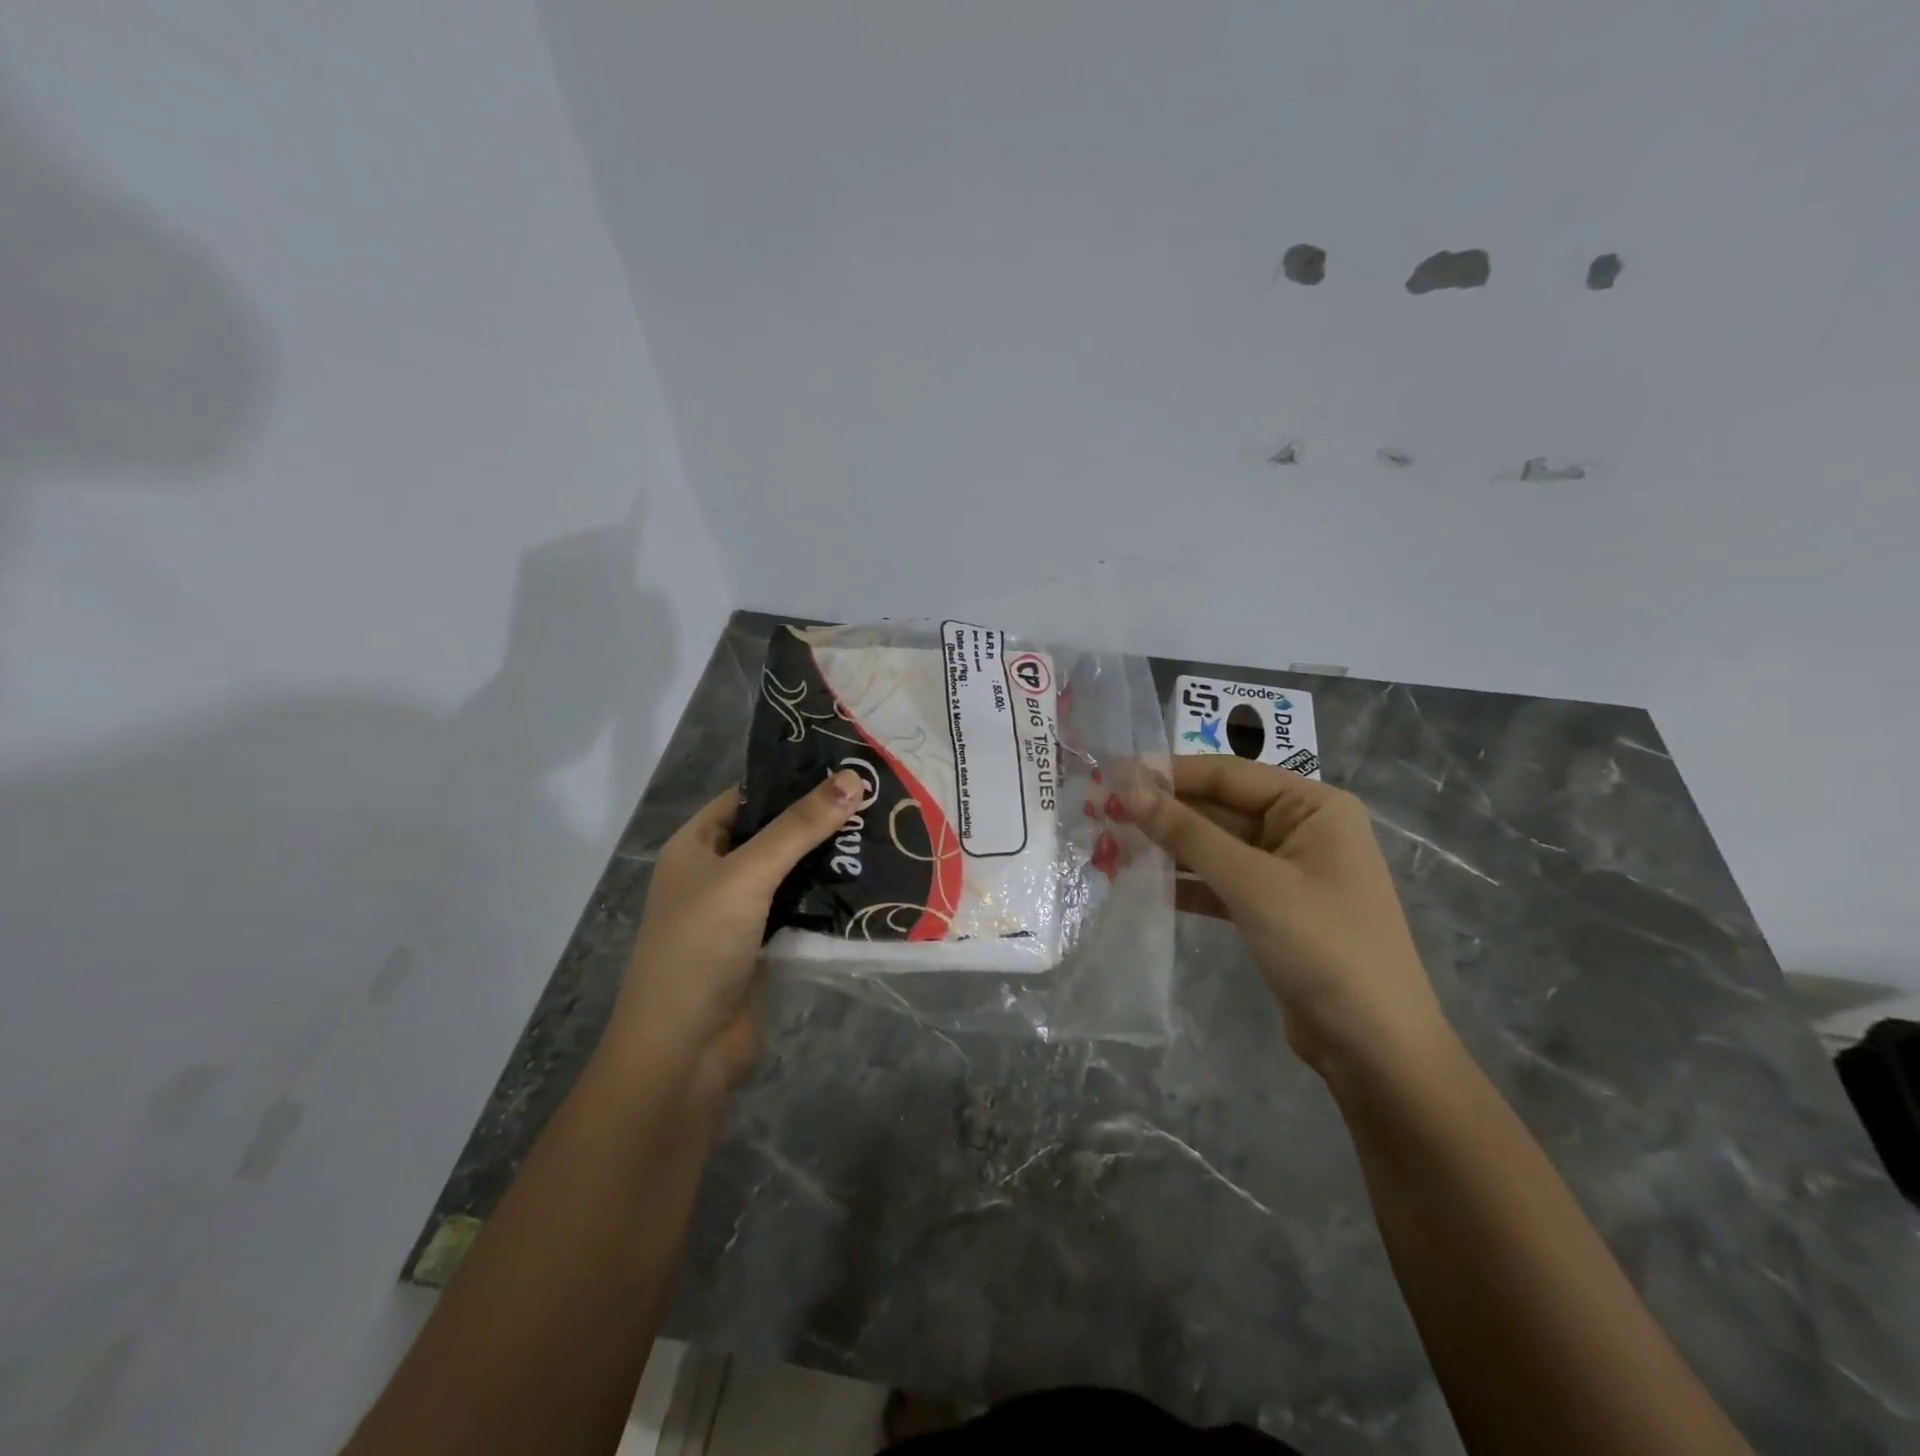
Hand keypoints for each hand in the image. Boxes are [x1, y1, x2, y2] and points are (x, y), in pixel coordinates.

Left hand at [606, 769, 865, 1097]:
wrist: (682, 1050)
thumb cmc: (701, 946)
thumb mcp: (747, 875)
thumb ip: (799, 827)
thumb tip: (854, 778)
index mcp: (696, 845)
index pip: (749, 796)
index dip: (793, 780)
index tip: (848, 767)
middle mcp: (715, 873)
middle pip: (773, 834)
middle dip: (820, 821)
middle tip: (878, 801)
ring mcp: (739, 913)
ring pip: (791, 874)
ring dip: (829, 861)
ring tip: (884, 834)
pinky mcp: (762, 947)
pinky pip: (800, 910)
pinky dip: (828, 899)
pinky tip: (869, 885)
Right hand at [1128, 756, 1444, 1071]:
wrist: (1376, 1049)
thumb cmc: (1323, 947)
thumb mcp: (1252, 883)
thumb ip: (1188, 832)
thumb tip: (1128, 785)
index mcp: (1313, 806)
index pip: (1229, 775)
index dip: (1169, 774)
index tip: (1111, 776)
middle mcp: (1302, 829)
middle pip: (1221, 808)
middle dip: (1166, 813)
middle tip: (1102, 812)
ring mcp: (1288, 871)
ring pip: (1216, 846)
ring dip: (1170, 848)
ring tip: (1111, 844)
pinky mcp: (1273, 909)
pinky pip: (1221, 881)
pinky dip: (1186, 882)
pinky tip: (1143, 883)